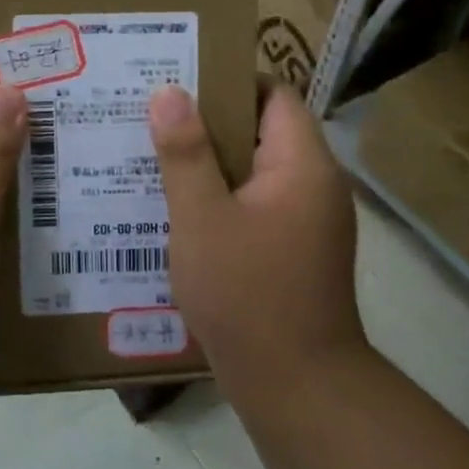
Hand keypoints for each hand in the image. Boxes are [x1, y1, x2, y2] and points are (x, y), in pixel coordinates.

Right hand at [150, 84, 365, 397]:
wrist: (297, 388)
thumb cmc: (247, 293)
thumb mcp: (202, 218)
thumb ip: (185, 152)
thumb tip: (169, 92)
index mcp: (302, 164)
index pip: (273, 94)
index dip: (228, 81)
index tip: (178, 80)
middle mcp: (315, 184)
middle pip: (262, 130)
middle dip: (208, 122)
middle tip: (153, 117)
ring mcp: (310, 220)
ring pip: (255, 171)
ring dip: (211, 163)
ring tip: (155, 155)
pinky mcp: (297, 250)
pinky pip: (257, 204)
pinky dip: (223, 198)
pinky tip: (179, 209)